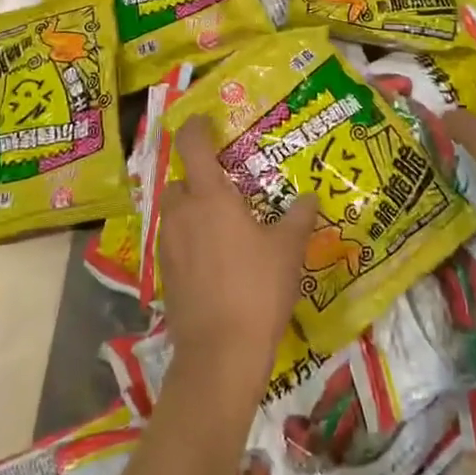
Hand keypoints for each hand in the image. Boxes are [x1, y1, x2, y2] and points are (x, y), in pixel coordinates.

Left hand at [158, 116, 317, 400]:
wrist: (220, 354)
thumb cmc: (257, 289)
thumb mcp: (288, 250)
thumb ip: (298, 218)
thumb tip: (311, 196)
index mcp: (210, 196)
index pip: (193, 145)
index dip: (195, 127)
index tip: (204, 120)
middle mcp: (182, 213)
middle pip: (179, 181)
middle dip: (195, 178)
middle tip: (223, 187)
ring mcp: (168, 245)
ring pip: (174, 213)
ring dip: (190, 210)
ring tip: (220, 225)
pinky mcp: (164, 275)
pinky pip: (174, 243)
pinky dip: (188, 240)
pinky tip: (212, 260)